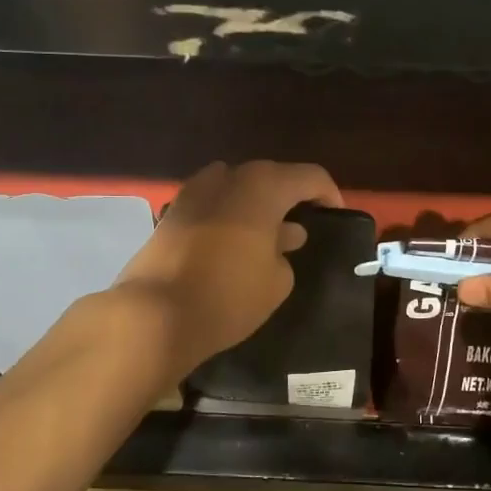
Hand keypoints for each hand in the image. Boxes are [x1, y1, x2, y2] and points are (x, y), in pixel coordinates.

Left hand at [114, 160, 341, 375]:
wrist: (154, 314)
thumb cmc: (228, 296)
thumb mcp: (276, 281)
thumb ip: (285, 251)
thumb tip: (284, 236)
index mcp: (262, 186)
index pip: (309, 176)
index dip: (328, 193)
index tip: (336, 215)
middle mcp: (227, 177)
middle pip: (269, 177)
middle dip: (288, 196)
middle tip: (302, 223)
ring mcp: (193, 192)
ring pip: (235, 187)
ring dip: (254, 204)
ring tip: (265, 233)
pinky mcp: (170, 212)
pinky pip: (211, 204)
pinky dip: (227, 215)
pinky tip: (231, 242)